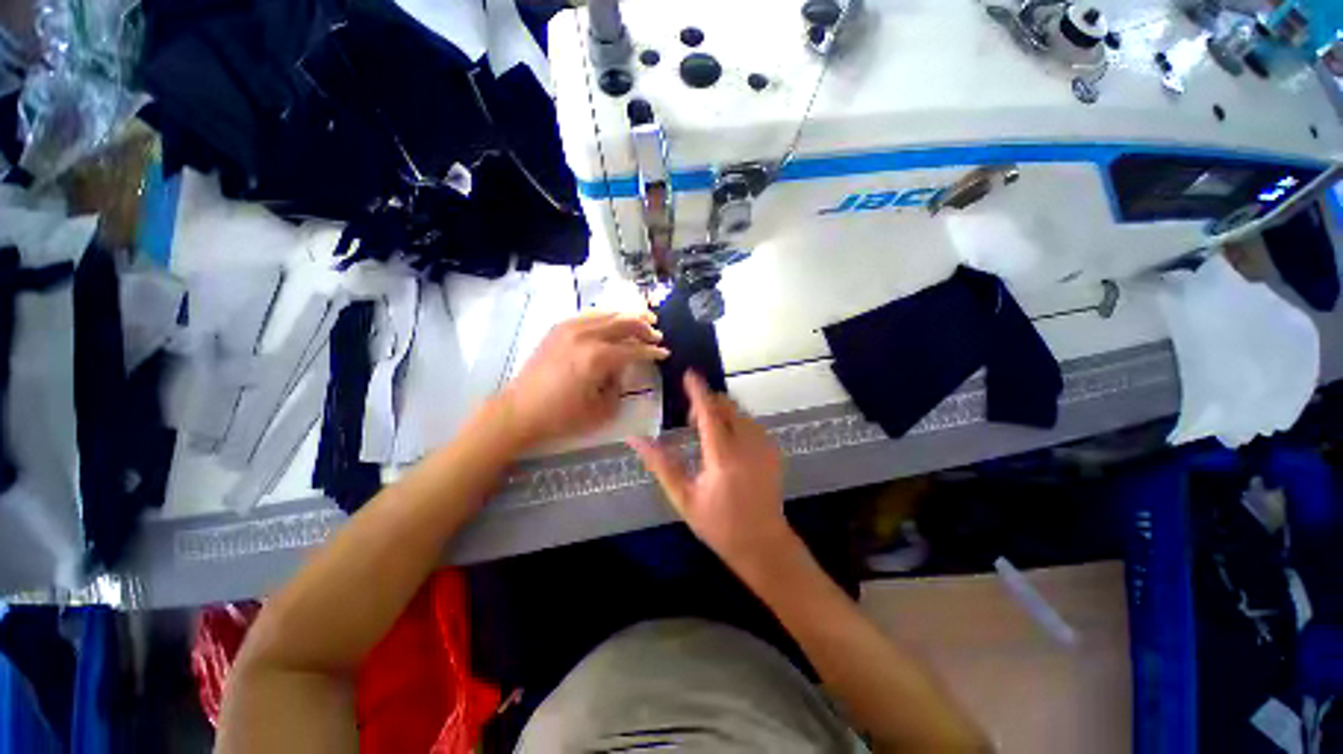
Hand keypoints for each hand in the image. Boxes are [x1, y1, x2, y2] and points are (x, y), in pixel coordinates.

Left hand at [500, 311, 668, 447]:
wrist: (519, 411)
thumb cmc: (562, 417)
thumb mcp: (601, 410)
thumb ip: (619, 386)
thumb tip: (622, 370)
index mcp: (597, 358)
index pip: (634, 349)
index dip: (652, 351)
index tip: (664, 353)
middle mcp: (585, 336)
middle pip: (624, 323)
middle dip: (644, 327)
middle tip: (657, 333)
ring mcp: (569, 328)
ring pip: (607, 313)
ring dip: (627, 315)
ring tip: (642, 319)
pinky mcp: (558, 328)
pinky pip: (589, 314)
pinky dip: (606, 314)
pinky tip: (613, 320)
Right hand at [629, 371, 793, 567]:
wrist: (762, 543)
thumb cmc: (718, 524)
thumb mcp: (684, 497)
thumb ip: (661, 463)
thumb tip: (636, 439)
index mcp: (723, 455)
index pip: (709, 412)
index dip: (697, 391)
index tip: (688, 374)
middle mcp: (747, 444)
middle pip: (727, 406)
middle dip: (707, 403)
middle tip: (691, 422)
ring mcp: (764, 446)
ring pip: (740, 412)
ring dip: (721, 412)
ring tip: (707, 435)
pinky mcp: (773, 450)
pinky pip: (751, 423)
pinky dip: (735, 422)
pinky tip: (727, 443)